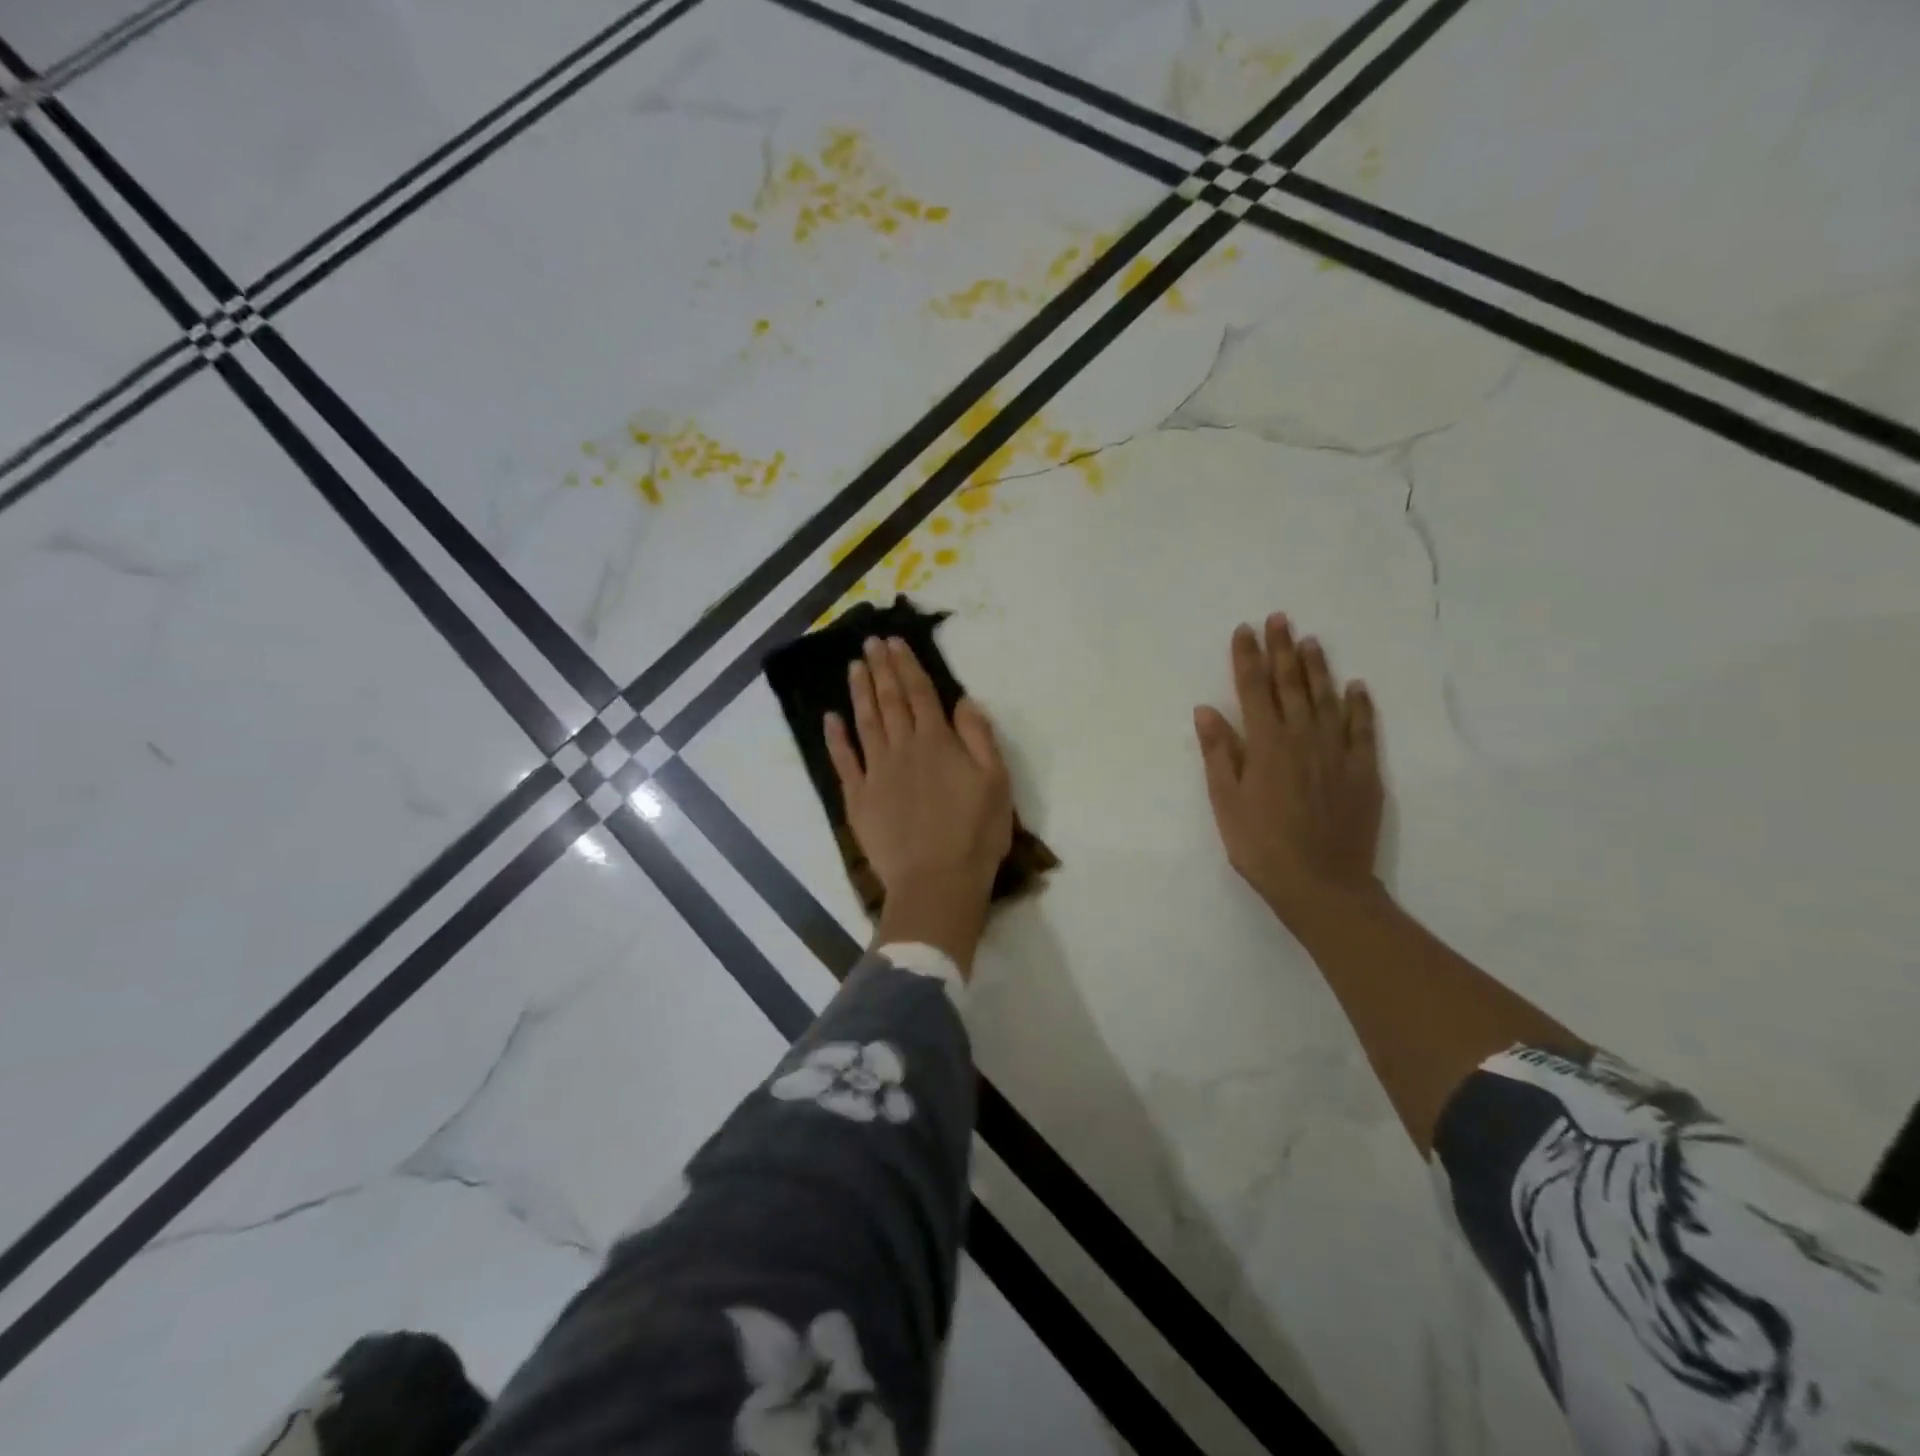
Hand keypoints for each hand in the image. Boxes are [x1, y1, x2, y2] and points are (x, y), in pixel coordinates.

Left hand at [826, 637, 1012, 971]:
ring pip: (865, 723)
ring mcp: (876, 773)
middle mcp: (903, 749)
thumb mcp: (996, 782)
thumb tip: (963, 700)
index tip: (894, 642)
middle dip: (880, 669)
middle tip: (869, 643)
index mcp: (937, 742)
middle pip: (890, 701)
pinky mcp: (859, 799)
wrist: (937, 882)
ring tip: (853, 667)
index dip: (907, 665)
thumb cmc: (975, 833)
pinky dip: (836, 738)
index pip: (920, 694)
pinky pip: (844, 761)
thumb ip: (979, 737)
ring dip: (859, 693)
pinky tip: (830, 719)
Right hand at [1194, 614, 1385, 931]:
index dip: (1247, 658)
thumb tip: (1207, 709)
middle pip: (1291, 685)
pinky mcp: (1363, 771)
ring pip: (1326, 699)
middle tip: (1280, 619)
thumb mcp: (1226, 802)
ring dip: (1317, 668)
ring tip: (1311, 641)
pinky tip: (1356, 687)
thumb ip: (1219, 753)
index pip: (1253, 690)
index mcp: (1265, 744)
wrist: (1322, 884)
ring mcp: (1336, 752)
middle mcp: (1302, 738)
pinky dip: (1359, 705)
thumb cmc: (1262, 845)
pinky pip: (1362, 728)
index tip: (1244, 630)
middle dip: (1282, 650)